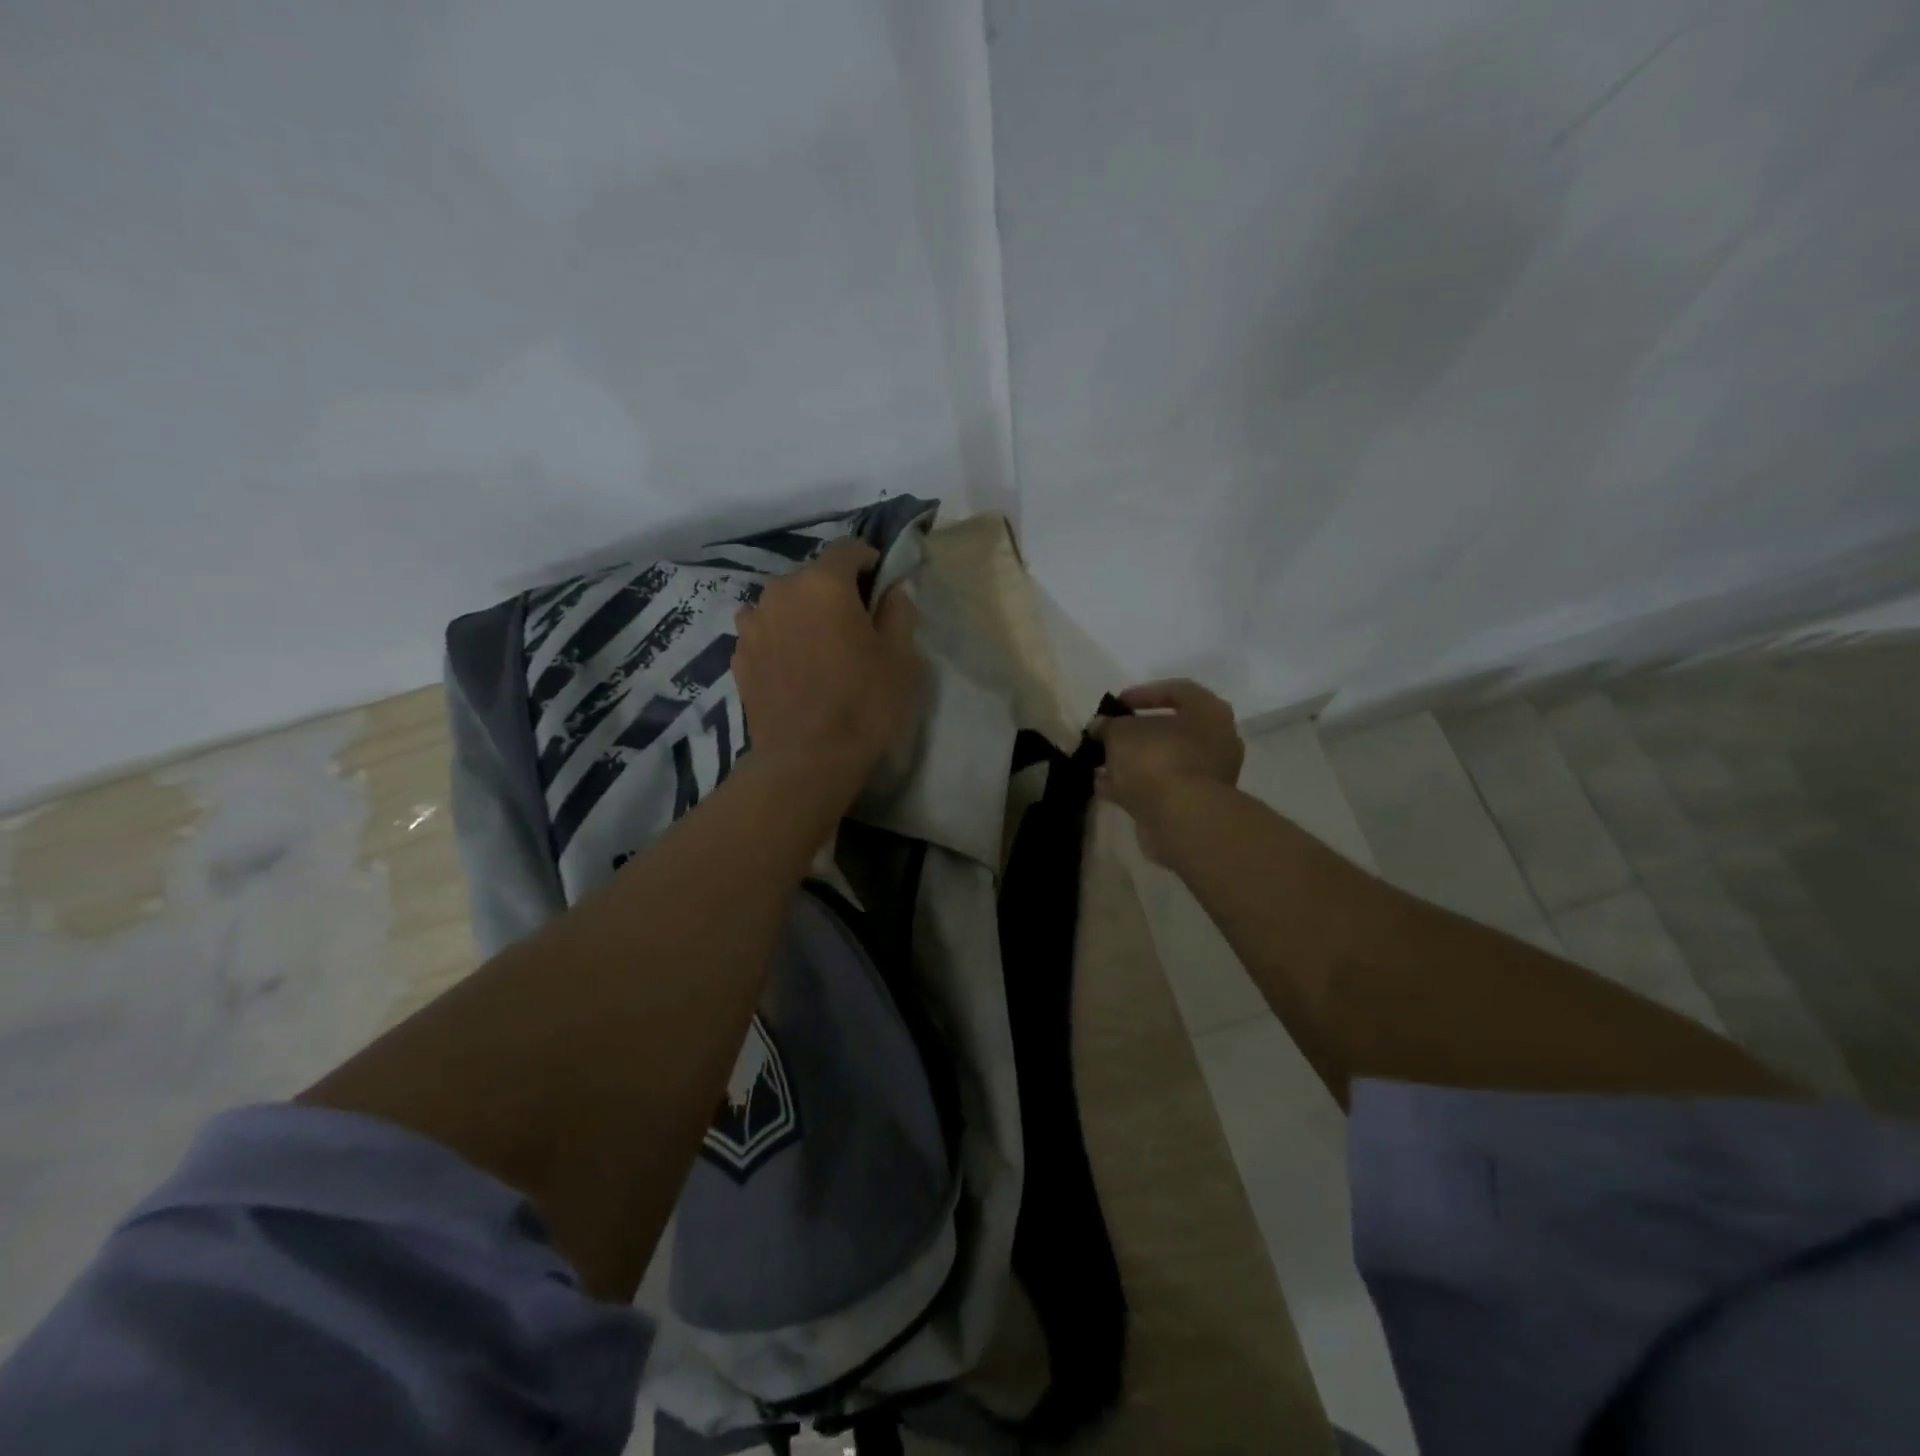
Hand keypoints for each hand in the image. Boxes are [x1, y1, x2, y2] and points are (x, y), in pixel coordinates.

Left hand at [732, 538, 923, 783]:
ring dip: (803, 616)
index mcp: (823, 583)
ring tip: (820, 651)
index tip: (882, 588)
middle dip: (835, 592)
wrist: (806, 760)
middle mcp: (780, 591)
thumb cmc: (864, 704)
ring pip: (785, 605)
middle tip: (855, 628)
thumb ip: (899, 611)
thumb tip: (896, 587)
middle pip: (813, 577)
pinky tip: (797, 672)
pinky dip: (782, 640)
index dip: (869, 563)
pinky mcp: (738, 655)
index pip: (848, 550)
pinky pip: (766, 633)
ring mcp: (752, 624)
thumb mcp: (901, 657)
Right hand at [1096, 679, 1243, 862]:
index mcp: (1209, 713)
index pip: (1178, 691)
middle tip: (1110, 735)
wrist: (1180, 818)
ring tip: (1101, 763)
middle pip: (1172, 730)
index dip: (1144, 693)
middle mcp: (1217, 741)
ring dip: (1134, 761)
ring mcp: (1209, 776)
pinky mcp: (1195, 805)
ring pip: (1165, 761)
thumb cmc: (1156, 759)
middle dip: (1137, 733)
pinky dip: (1136, 785)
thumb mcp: (1121, 732)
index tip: (1117, 704)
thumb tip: (1101, 726)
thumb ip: (1109, 725)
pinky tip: (1106, 786)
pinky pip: (1162, 787)